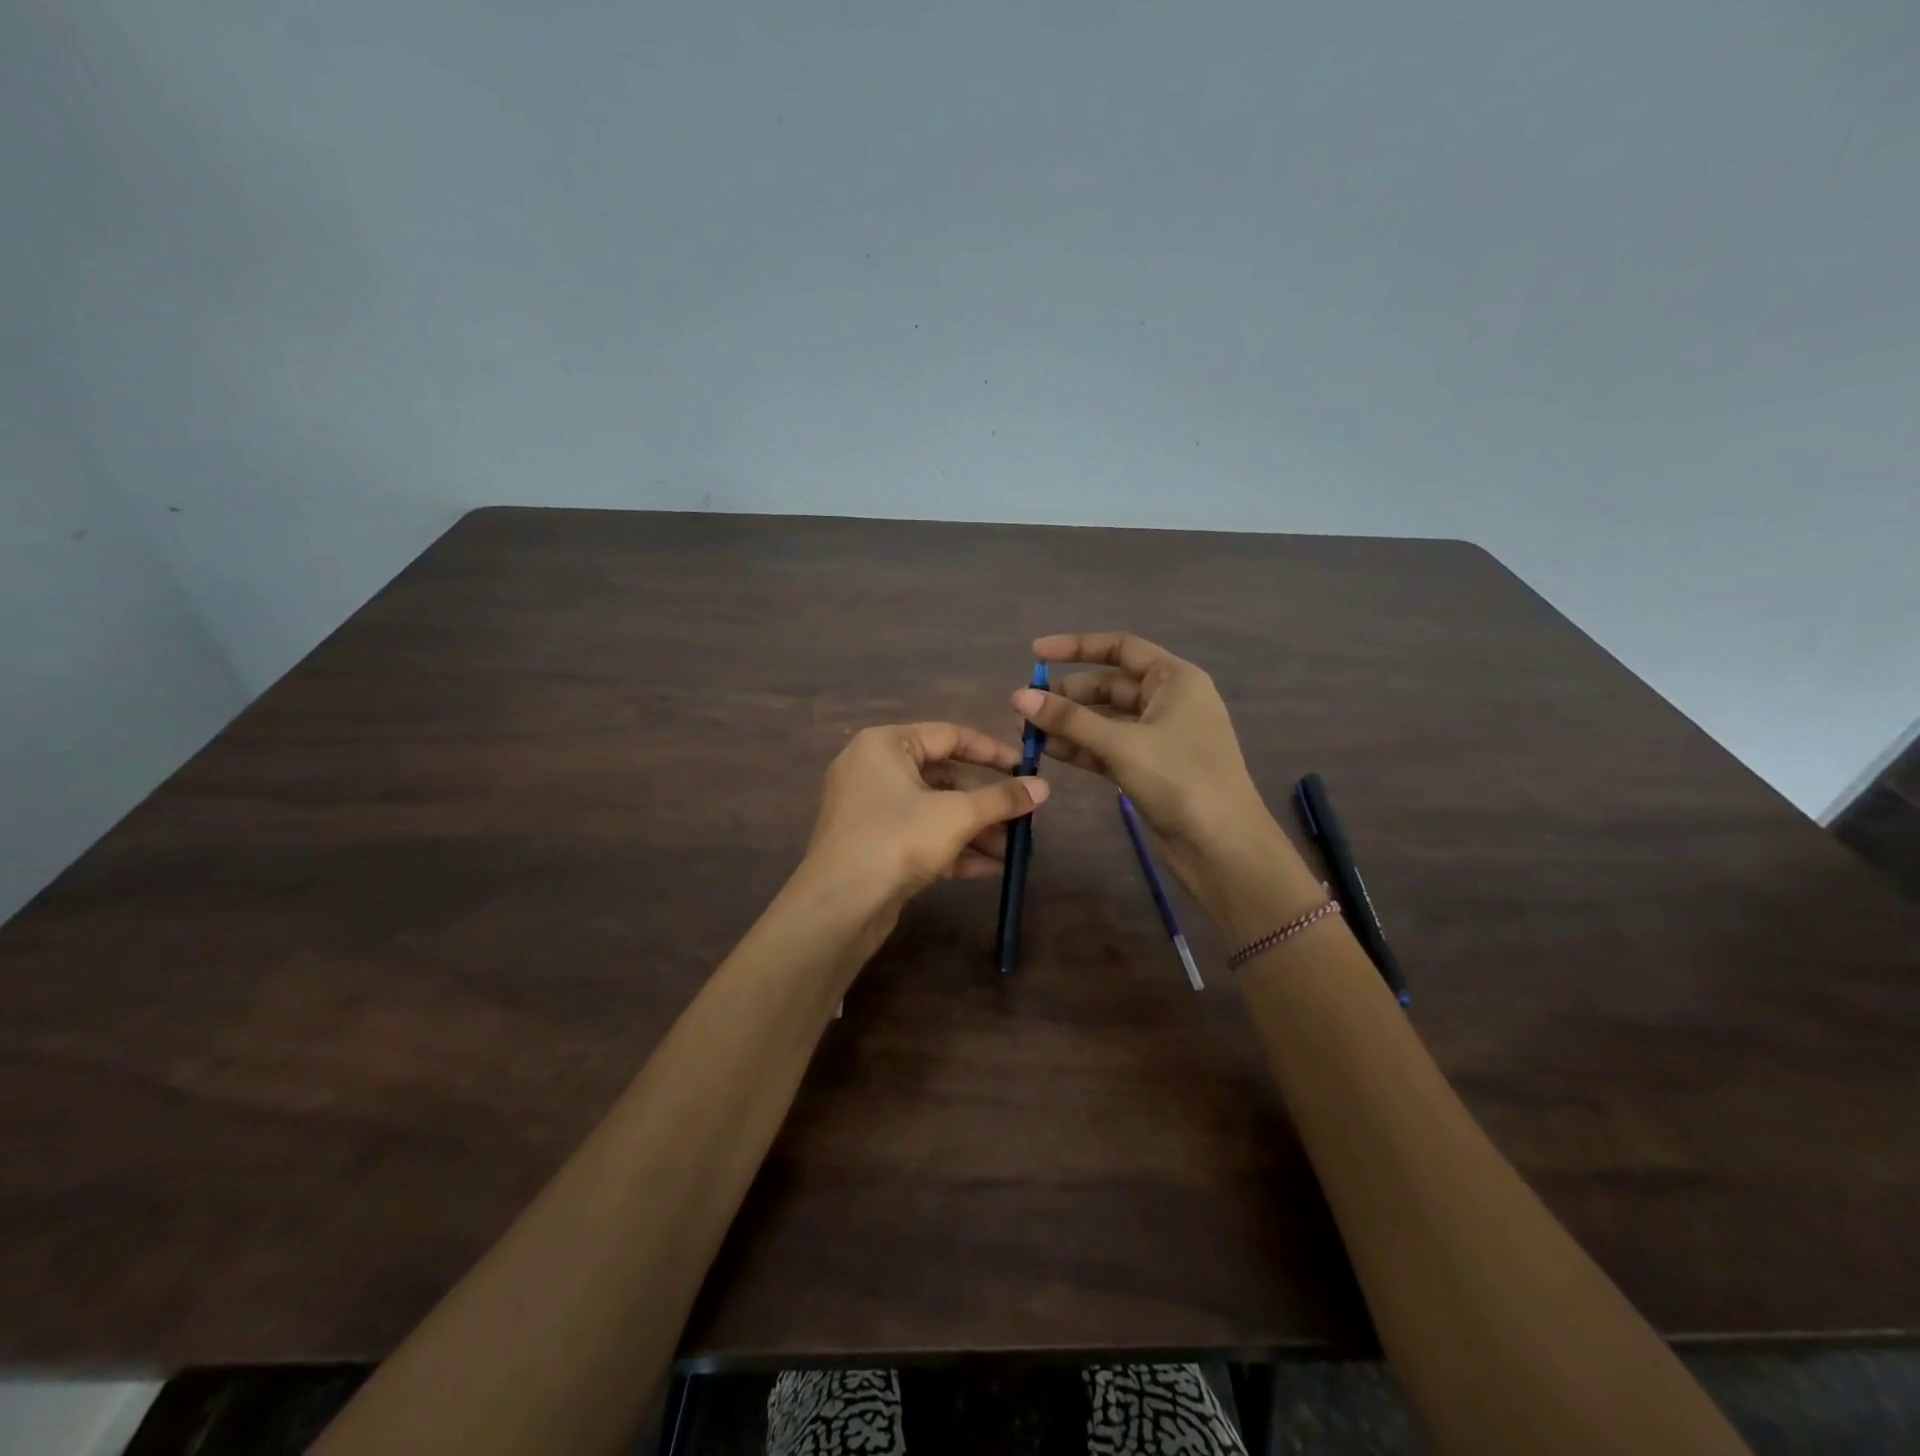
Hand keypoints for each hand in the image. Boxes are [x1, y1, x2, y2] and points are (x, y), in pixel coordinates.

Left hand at [801, 722, 1049, 911]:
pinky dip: (953, 849)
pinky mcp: (873, 846)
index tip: (1026, 768)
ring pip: (933, 811)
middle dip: (985, 802)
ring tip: (1013, 850)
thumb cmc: (898, 839)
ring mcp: (870, 811)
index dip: (992, 752)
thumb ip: (1002, 798)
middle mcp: (873, 770)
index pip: (949, 735)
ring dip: (975, 830)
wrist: (839, 906)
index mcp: (886, 745)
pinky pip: (920, 837)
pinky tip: (990, 869)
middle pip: (943, 777)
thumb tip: (1043, 787)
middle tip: (1022, 816)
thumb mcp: (957, 815)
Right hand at [1012, 632, 1305, 918]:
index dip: (1076, 647)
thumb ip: (1069, 719)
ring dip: (1068, 723)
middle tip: (1023, 706)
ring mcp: (1157, 736)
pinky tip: (1047, 750)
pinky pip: (1106, 747)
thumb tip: (1019, 696)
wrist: (1222, 846)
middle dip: (1066, 694)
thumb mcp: (1122, 744)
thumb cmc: (1181, 780)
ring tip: (1025, 729)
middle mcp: (1167, 701)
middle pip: (1108, 685)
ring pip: (1104, 719)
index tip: (1035, 653)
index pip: (1120, 648)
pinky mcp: (1147, 767)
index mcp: (1174, 679)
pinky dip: (1079, 747)